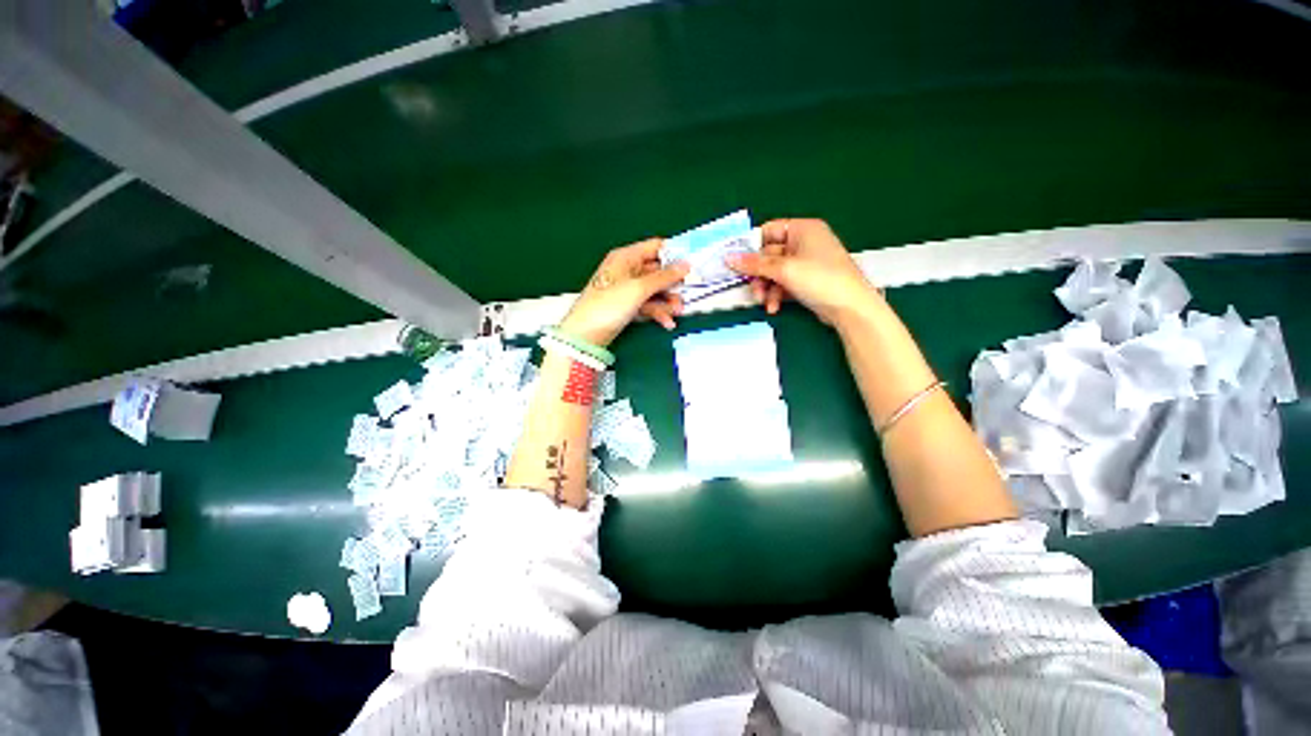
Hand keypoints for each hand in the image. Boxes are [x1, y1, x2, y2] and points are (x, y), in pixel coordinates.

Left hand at [558, 238, 689, 346]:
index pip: (656, 247)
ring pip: (654, 290)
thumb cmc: (610, 304)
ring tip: (679, 312)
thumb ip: (664, 277)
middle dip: (673, 283)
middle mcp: (628, 269)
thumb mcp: (638, 289)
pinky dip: (658, 312)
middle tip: (690, 293)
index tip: (693, 263)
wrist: (586, 334)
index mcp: (627, 257)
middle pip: (658, 271)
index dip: (675, 253)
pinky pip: (648, 304)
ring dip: (668, 301)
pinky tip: (667, 323)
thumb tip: (686, 264)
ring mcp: (628, 289)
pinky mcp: (628, 306)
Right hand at [727, 218, 883, 326]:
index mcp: (803, 229)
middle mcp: (804, 243)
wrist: (849, 307)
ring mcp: (806, 263)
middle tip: (752, 288)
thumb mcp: (784, 269)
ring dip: (766, 288)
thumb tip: (728, 258)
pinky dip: (777, 295)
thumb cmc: (820, 279)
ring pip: (774, 273)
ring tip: (765, 302)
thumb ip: (754, 264)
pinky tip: (774, 307)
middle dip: (759, 276)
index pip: (769, 231)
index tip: (737, 261)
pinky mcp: (806, 281)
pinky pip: (783, 284)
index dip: (752, 246)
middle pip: (769, 255)